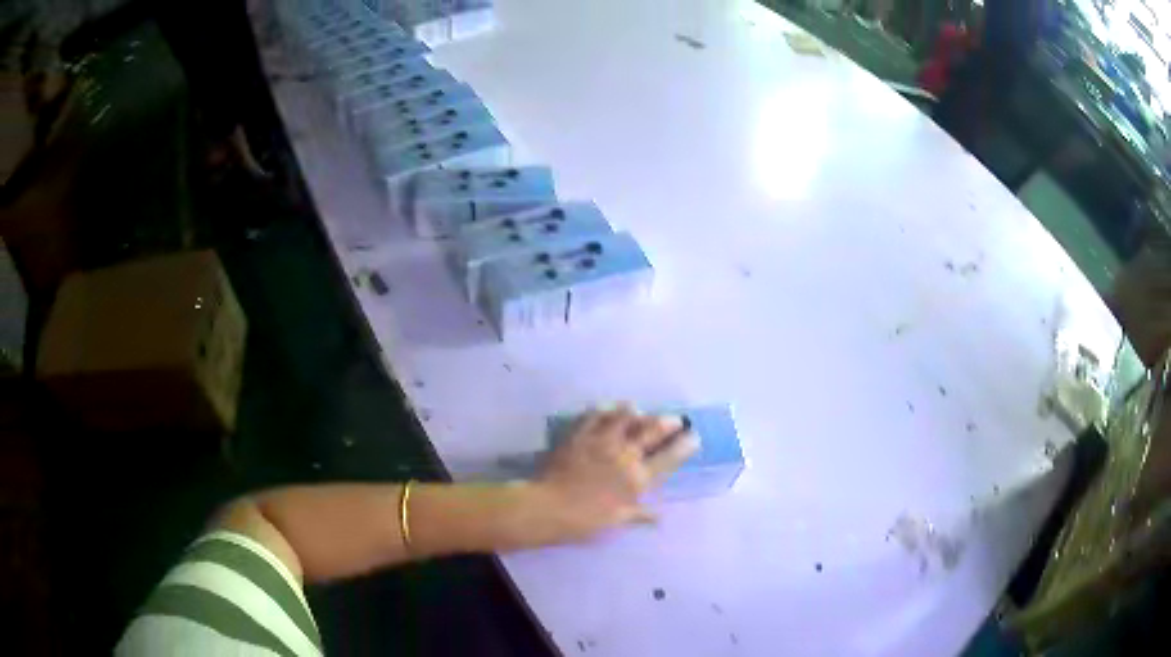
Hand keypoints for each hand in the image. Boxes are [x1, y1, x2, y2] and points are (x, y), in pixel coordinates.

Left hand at [526, 405, 698, 544]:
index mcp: (637, 479)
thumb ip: (640, 516)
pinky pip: (594, 416)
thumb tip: (660, 517)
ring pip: (624, 417)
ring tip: (638, 410)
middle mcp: (625, 455)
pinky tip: (606, 409)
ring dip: (635, 412)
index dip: (684, 446)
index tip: (694, 437)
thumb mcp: (618, 521)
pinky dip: (603, 411)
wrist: (550, 507)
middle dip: (667, 423)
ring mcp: (602, 441)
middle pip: (651, 431)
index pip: (668, 458)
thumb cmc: (586, 520)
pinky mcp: (579, 434)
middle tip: (675, 419)